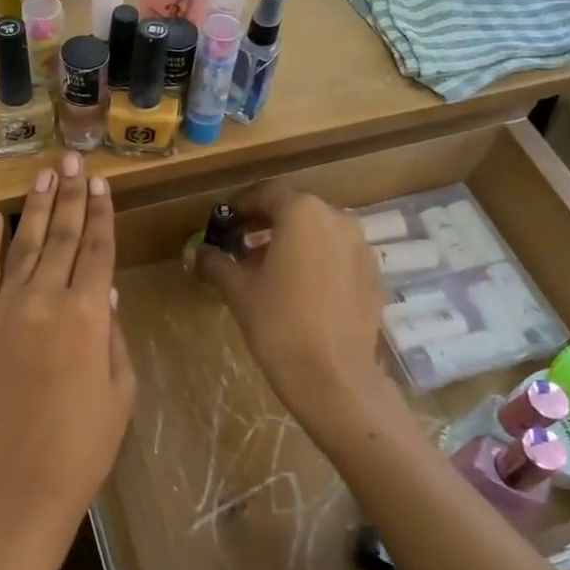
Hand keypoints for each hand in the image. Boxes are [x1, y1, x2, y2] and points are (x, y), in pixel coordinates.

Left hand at [0, 152, 135, 554]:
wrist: (19, 482)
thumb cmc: (85, 443)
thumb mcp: (121, 389)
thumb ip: (113, 334)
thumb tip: (106, 292)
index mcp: (89, 315)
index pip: (97, 250)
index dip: (101, 215)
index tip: (101, 184)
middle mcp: (46, 299)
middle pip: (61, 236)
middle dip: (70, 195)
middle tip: (73, 160)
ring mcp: (4, 309)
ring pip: (24, 245)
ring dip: (35, 206)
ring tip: (45, 173)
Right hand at [194, 182, 386, 428]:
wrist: (333, 377)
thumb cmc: (278, 323)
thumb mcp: (237, 289)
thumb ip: (215, 262)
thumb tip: (196, 253)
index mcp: (302, 212)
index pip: (266, 193)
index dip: (240, 205)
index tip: (224, 222)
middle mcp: (336, 218)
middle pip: (295, 209)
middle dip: (266, 222)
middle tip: (241, 243)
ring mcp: (361, 246)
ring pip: (319, 232)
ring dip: (292, 241)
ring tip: (268, 268)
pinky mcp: (373, 275)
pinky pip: (338, 255)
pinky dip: (316, 260)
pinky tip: (299, 288)